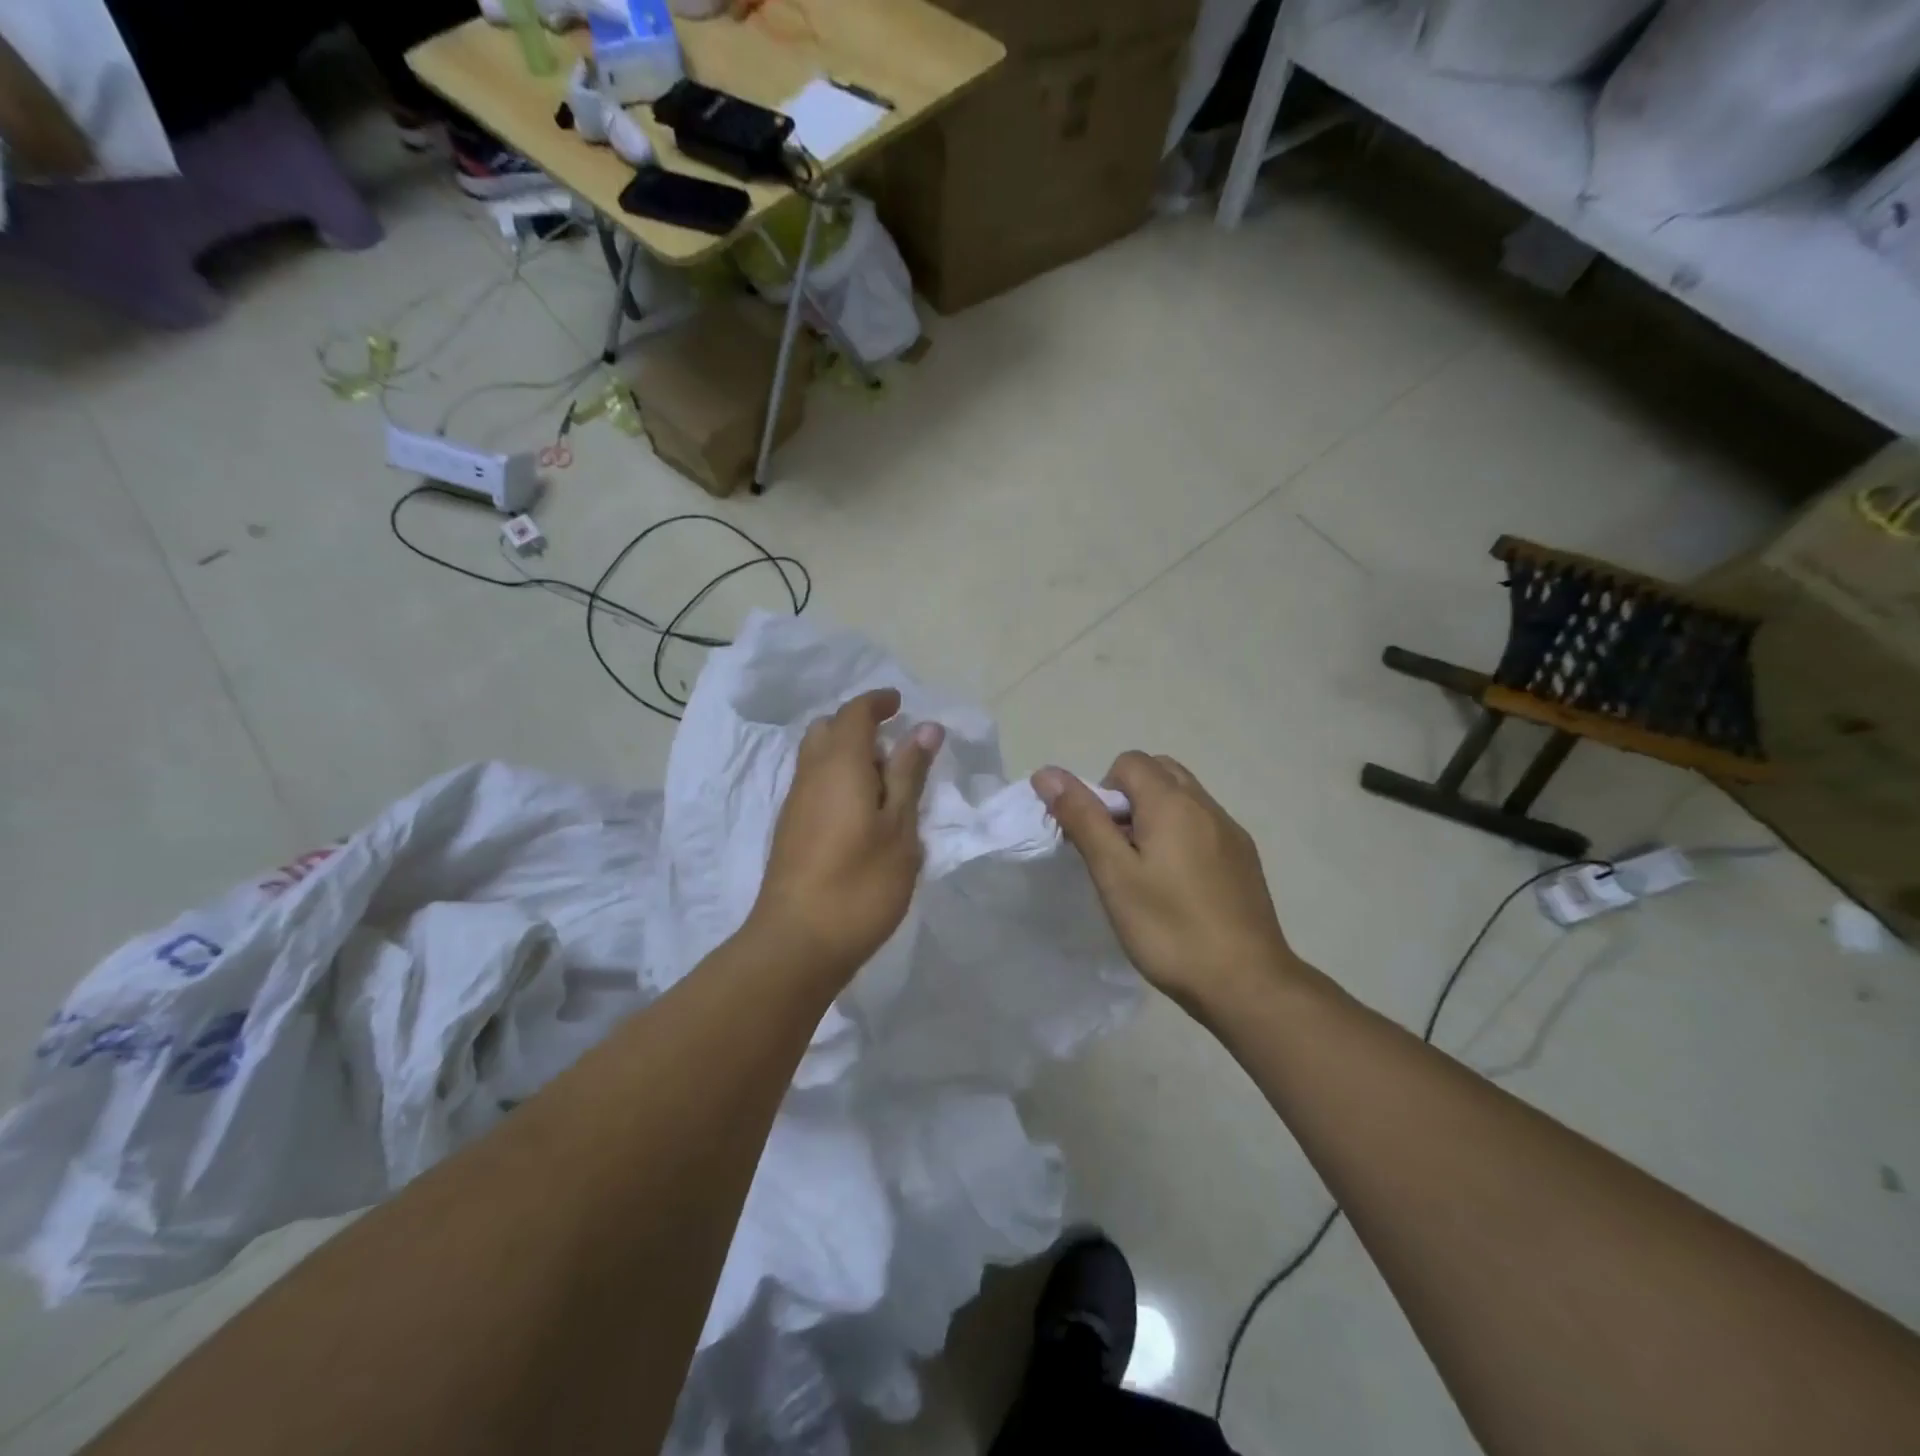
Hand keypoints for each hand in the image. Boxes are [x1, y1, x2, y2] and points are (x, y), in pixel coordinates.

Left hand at [748, 689, 943, 985]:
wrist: (798, 942)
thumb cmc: (861, 883)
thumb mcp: (899, 828)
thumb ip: (909, 774)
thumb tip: (925, 728)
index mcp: (839, 764)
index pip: (855, 713)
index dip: (878, 702)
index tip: (901, 704)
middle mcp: (810, 774)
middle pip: (829, 729)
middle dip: (860, 726)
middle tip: (895, 748)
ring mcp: (795, 803)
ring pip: (818, 757)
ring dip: (848, 755)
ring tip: (885, 783)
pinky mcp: (790, 830)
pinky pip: (814, 783)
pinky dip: (837, 779)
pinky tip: (861, 813)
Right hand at [1033, 753, 1296, 1015]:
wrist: (1247, 983)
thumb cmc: (1170, 929)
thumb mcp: (1114, 874)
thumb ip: (1082, 818)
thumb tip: (1048, 773)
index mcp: (1173, 803)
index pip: (1129, 762)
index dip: (1103, 791)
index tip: (1101, 839)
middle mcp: (1206, 805)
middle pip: (1159, 772)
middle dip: (1130, 797)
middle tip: (1119, 850)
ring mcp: (1231, 831)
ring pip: (1184, 798)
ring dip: (1156, 815)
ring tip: (1146, 869)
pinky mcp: (1245, 858)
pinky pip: (1204, 824)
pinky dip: (1182, 835)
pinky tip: (1179, 886)